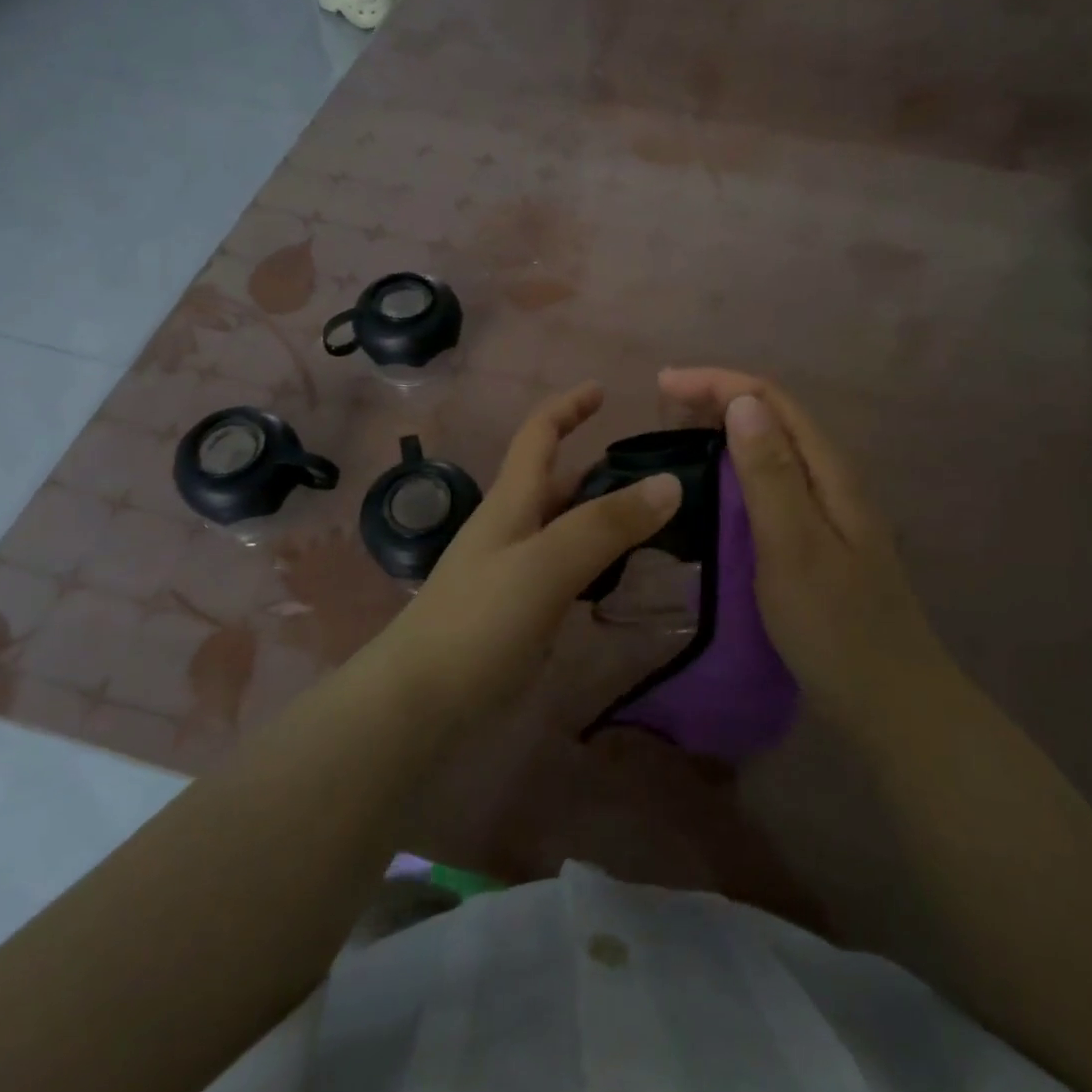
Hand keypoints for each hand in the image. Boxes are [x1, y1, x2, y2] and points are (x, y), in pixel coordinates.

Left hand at [376, 382, 681, 715]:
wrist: (420, 702)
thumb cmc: (479, 621)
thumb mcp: (546, 564)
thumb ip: (606, 525)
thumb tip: (671, 482)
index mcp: (512, 501)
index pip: (539, 435)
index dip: (568, 406)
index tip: (604, 389)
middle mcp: (513, 527)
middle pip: (559, 481)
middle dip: (602, 467)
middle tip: (661, 472)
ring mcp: (516, 570)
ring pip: (567, 526)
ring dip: (606, 515)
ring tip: (660, 520)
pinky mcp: (522, 610)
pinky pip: (569, 568)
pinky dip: (599, 560)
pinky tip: (626, 575)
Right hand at [658, 367, 950, 729]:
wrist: (891, 702)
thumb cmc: (836, 627)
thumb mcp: (795, 546)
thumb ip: (770, 474)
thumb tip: (741, 402)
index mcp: (829, 471)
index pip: (772, 400)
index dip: (717, 382)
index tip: (662, 384)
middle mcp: (831, 478)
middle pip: (774, 416)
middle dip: (718, 397)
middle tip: (661, 406)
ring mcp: (827, 509)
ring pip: (772, 447)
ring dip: (725, 428)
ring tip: (678, 432)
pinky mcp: (817, 536)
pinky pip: (772, 481)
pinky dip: (736, 466)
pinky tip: (715, 484)